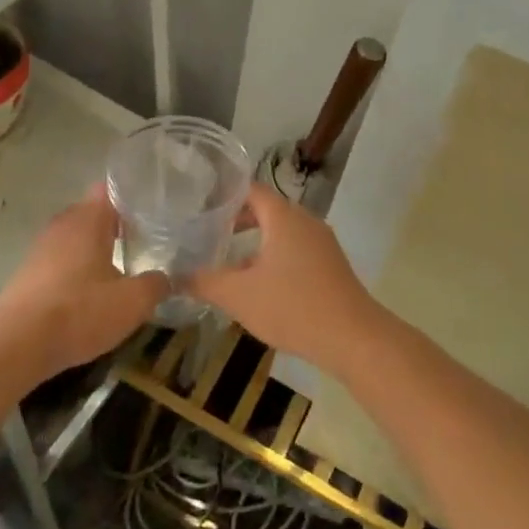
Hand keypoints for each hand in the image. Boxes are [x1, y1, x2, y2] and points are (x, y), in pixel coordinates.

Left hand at [0, 187, 167, 380]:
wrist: (17, 345)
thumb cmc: (79, 311)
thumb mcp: (132, 302)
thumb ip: (156, 285)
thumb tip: (168, 278)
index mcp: (88, 218)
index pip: (111, 189)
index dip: (132, 197)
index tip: (154, 212)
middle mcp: (63, 224)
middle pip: (94, 214)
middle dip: (117, 226)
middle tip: (145, 242)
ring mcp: (41, 248)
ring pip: (76, 239)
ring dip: (96, 250)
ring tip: (122, 269)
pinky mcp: (28, 273)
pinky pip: (61, 260)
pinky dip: (77, 270)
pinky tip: (91, 293)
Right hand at [190, 184, 382, 373]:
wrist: (354, 338)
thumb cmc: (293, 307)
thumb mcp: (239, 296)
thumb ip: (204, 282)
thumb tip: (174, 276)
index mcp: (283, 217)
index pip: (249, 189)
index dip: (223, 195)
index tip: (199, 206)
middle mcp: (305, 220)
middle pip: (266, 209)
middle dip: (236, 219)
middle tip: (207, 233)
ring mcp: (322, 242)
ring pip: (282, 231)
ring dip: (256, 240)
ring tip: (229, 259)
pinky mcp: (331, 264)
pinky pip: (296, 248)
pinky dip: (274, 255)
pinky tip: (260, 282)